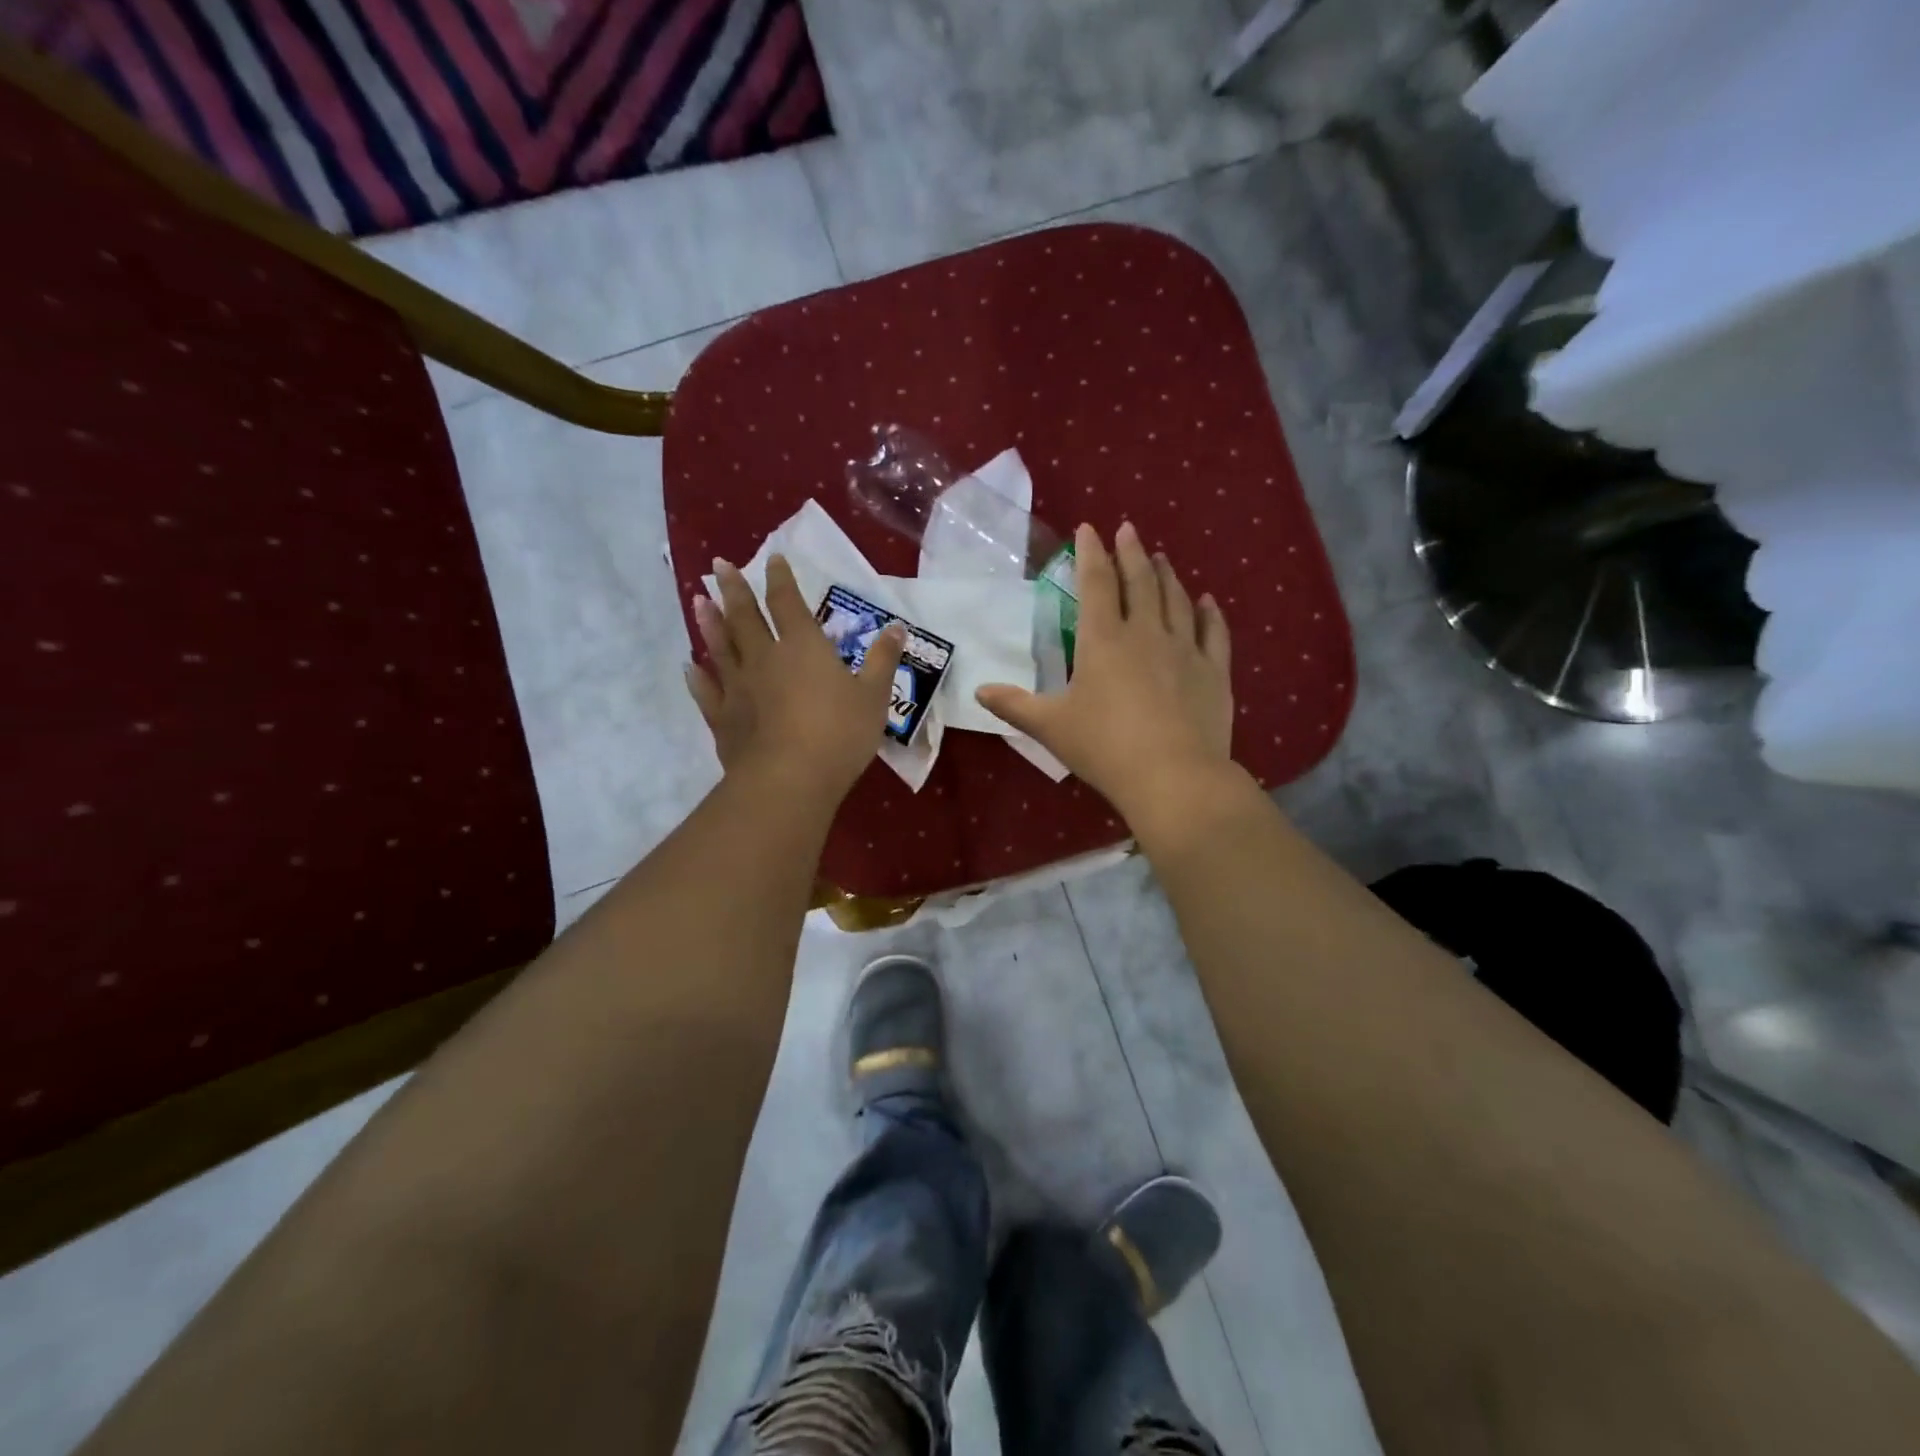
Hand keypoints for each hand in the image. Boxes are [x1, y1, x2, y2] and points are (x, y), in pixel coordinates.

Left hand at [685, 554, 903, 801]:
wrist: (789, 780)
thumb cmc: (839, 734)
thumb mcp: (873, 697)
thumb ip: (882, 660)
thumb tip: (897, 628)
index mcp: (803, 648)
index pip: (788, 603)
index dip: (780, 579)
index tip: (772, 558)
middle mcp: (765, 658)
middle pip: (745, 617)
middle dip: (733, 589)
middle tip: (718, 565)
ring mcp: (739, 688)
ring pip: (720, 647)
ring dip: (709, 623)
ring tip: (698, 600)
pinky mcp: (723, 719)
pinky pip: (706, 692)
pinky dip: (697, 677)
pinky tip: (688, 666)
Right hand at [975, 522, 1233, 821]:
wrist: (1173, 776)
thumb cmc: (1104, 747)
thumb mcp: (1050, 726)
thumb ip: (1014, 706)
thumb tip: (979, 691)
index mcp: (1103, 639)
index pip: (1096, 582)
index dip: (1091, 553)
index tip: (1089, 529)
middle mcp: (1146, 633)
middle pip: (1140, 581)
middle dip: (1131, 552)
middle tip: (1129, 530)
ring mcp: (1185, 649)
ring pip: (1176, 600)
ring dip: (1166, 575)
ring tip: (1160, 558)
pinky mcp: (1214, 672)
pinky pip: (1213, 632)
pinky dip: (1209, 613)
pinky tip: (1206, 601)